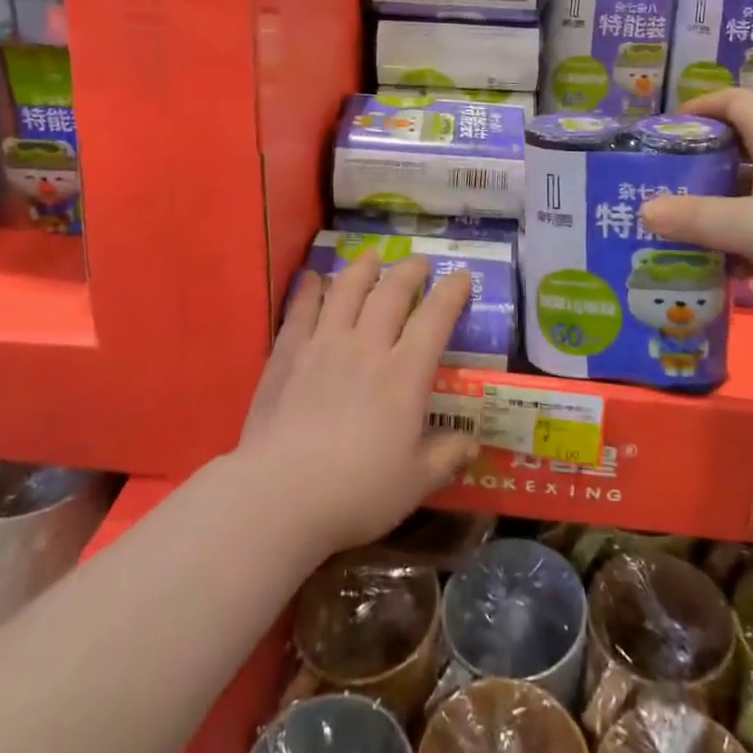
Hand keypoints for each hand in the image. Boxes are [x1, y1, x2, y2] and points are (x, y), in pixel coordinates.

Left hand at [238, 253, 477, 555]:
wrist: (280, 496)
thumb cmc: (356, 493)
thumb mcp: (415, 484)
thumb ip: (446, 457)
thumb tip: (473, 444)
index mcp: (404, 375)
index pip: (435, 319)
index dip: (452, 293)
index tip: (462, 276)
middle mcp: (367, 347)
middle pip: (391, 293)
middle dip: (410, 271)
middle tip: (419, 262)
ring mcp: (324, 346)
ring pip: (347, 290)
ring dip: (363, 269)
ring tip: (372, 257)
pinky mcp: (288, 355)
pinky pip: (301, 311)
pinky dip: (310, 290)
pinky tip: (313, 278)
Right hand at [638, 89, 752, 297]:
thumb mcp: (751, 226)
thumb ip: (696, 218)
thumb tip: (645, 210)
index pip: (737, 100)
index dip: (702, 105)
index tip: (670, 128)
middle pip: (743, 145)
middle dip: (704, 162)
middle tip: (669, 182)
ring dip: (724, 203)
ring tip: (689, 226)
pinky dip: (749, 234)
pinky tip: (730, 265)